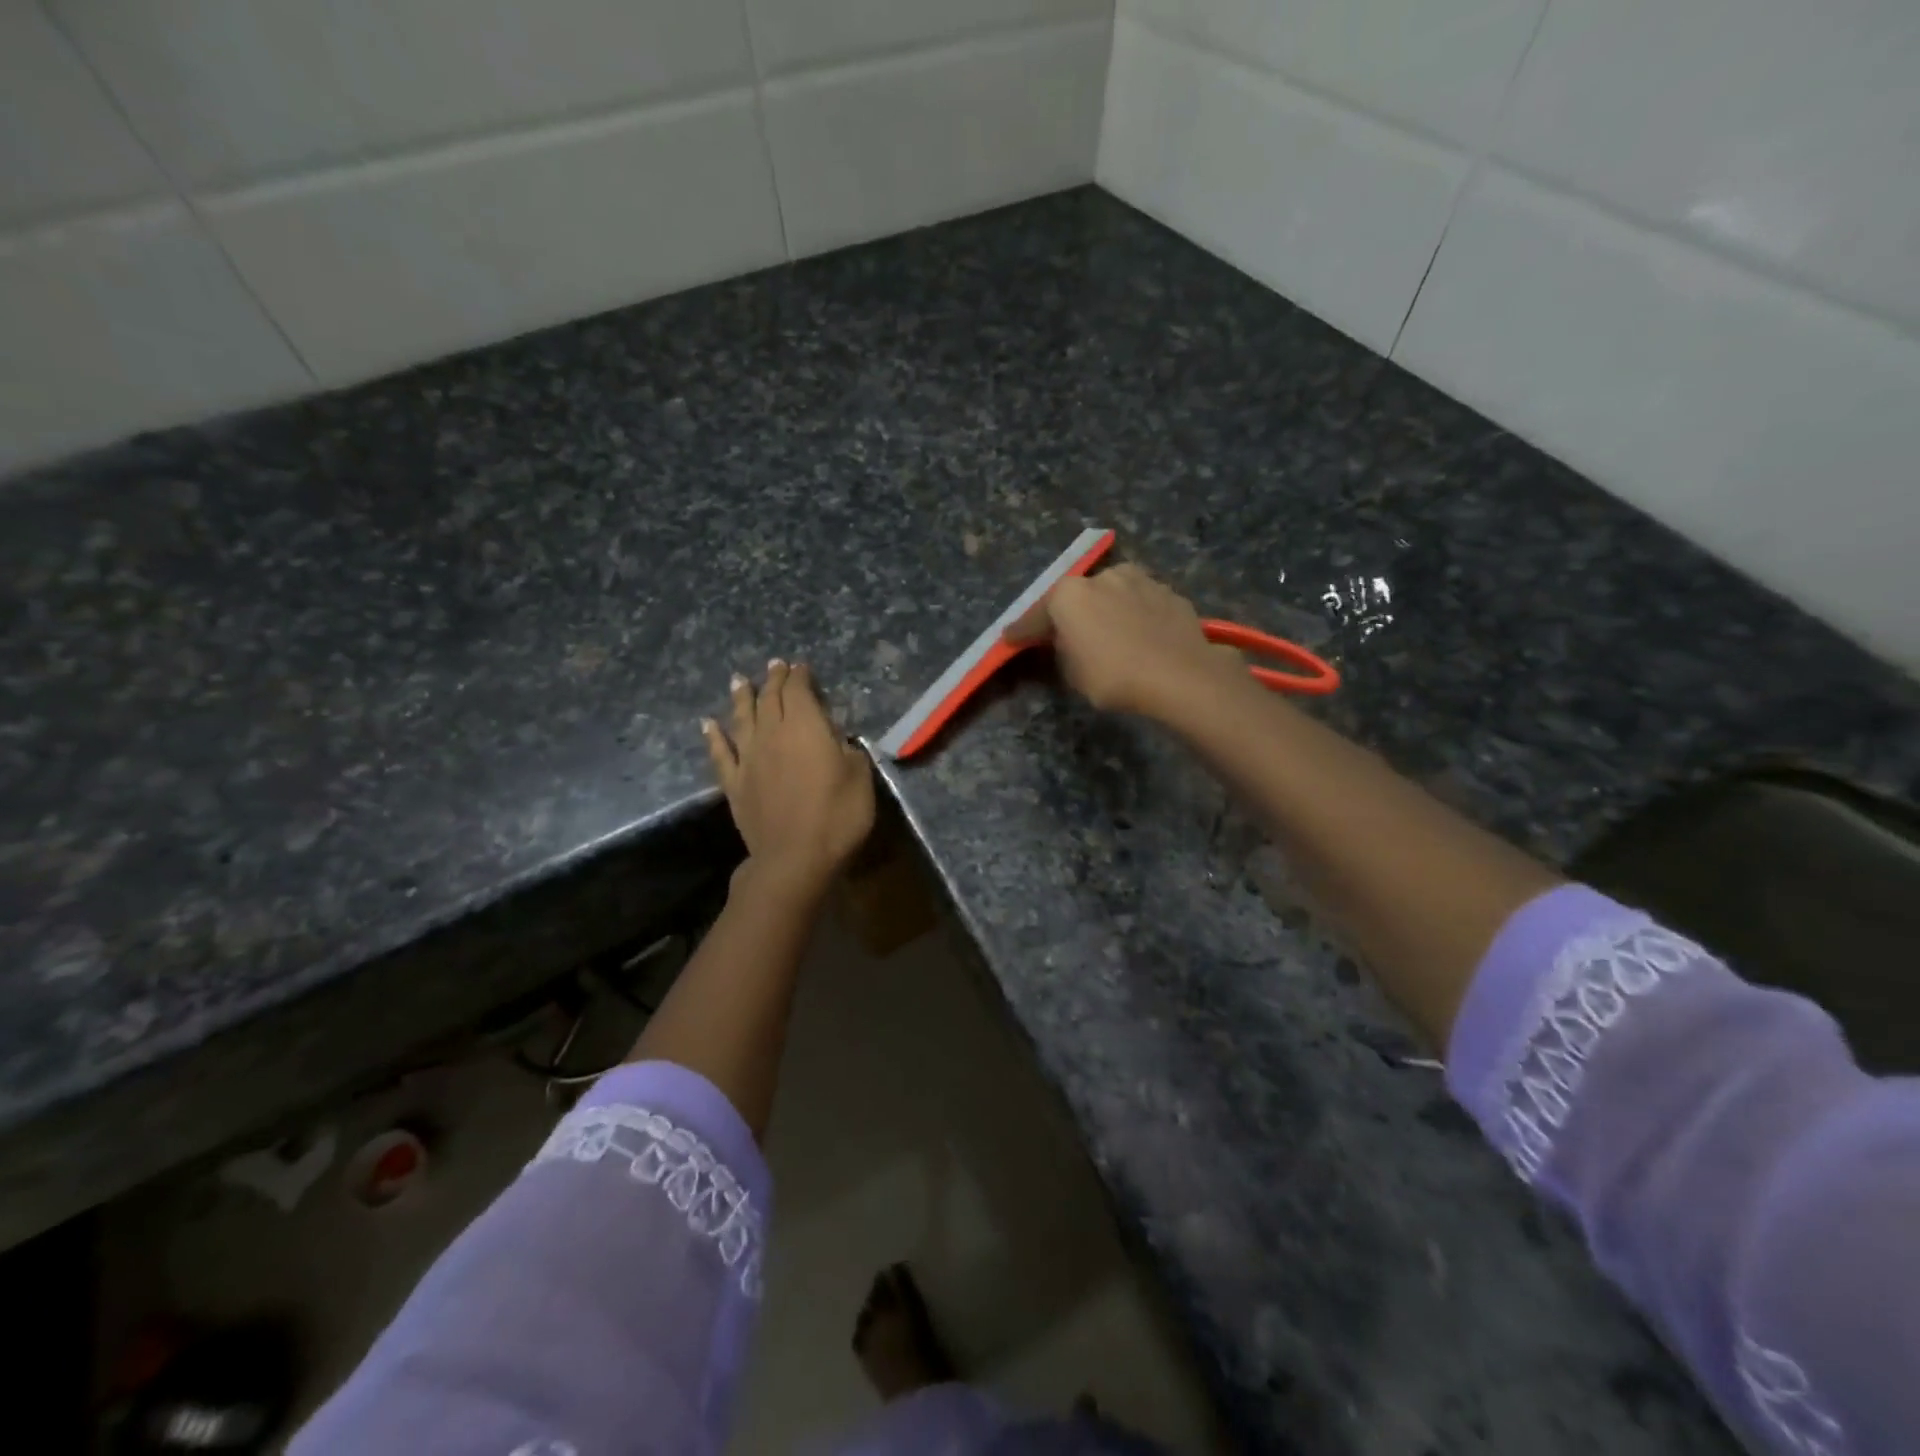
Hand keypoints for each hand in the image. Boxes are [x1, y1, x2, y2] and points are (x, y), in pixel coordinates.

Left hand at [703, 661, 875, 897]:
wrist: (794, 859)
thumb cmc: (836, 816)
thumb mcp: (860, 777)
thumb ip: (849, 750)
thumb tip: (837, 737)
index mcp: (806, 727)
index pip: (799, 691)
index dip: (800, 676)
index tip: (801, 667)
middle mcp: (772, 734)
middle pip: (770, 699)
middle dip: (774, 679)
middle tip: (775, 665)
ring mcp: (749, 759)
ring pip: (742, 718)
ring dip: (741, 697)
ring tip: (739, 680)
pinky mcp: (735, 784)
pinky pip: (720, 754)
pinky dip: (713, 736)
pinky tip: (708, 724)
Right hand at [1003, 564, 1241, 721]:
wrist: (1180, 676)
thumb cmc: (1114, 677)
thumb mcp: (1073, 673)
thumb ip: (1064, 650)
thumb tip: (1069, 640)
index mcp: (1069, 594)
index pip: (1036, 616)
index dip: (1022, 631)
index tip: (1010, 638)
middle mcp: (1102, 577)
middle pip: (1078, 598)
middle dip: (1071, 615)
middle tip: (1068, 637)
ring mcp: (1140, 580)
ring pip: (1113, 595)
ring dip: (1107, 611)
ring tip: (1110, 636)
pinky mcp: (1170, 593)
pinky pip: (1142, 605)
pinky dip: (1136, 617)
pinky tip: (1141, 637)